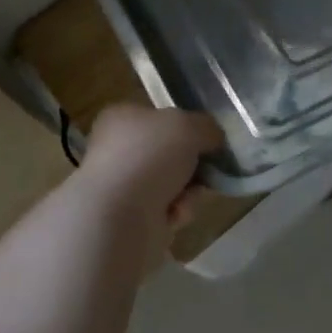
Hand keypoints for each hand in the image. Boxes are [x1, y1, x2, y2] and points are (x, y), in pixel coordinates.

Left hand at [81, 103, 222, 236]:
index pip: (161, 116)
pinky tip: (174, 214)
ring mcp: (122, 184)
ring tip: (188, 196)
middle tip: (207, 169)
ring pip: (174, 182)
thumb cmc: (150, 156)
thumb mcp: (190, 126)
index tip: (208, 138)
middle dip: (193, 164)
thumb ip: (207, 127)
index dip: (187, 126)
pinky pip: (168, 209)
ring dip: (189, 190)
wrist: (119, 215)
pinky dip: (178, 211)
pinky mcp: (129, 216)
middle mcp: (118, 148)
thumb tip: (213, 139)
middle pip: (171, 152)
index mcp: (123, 117)